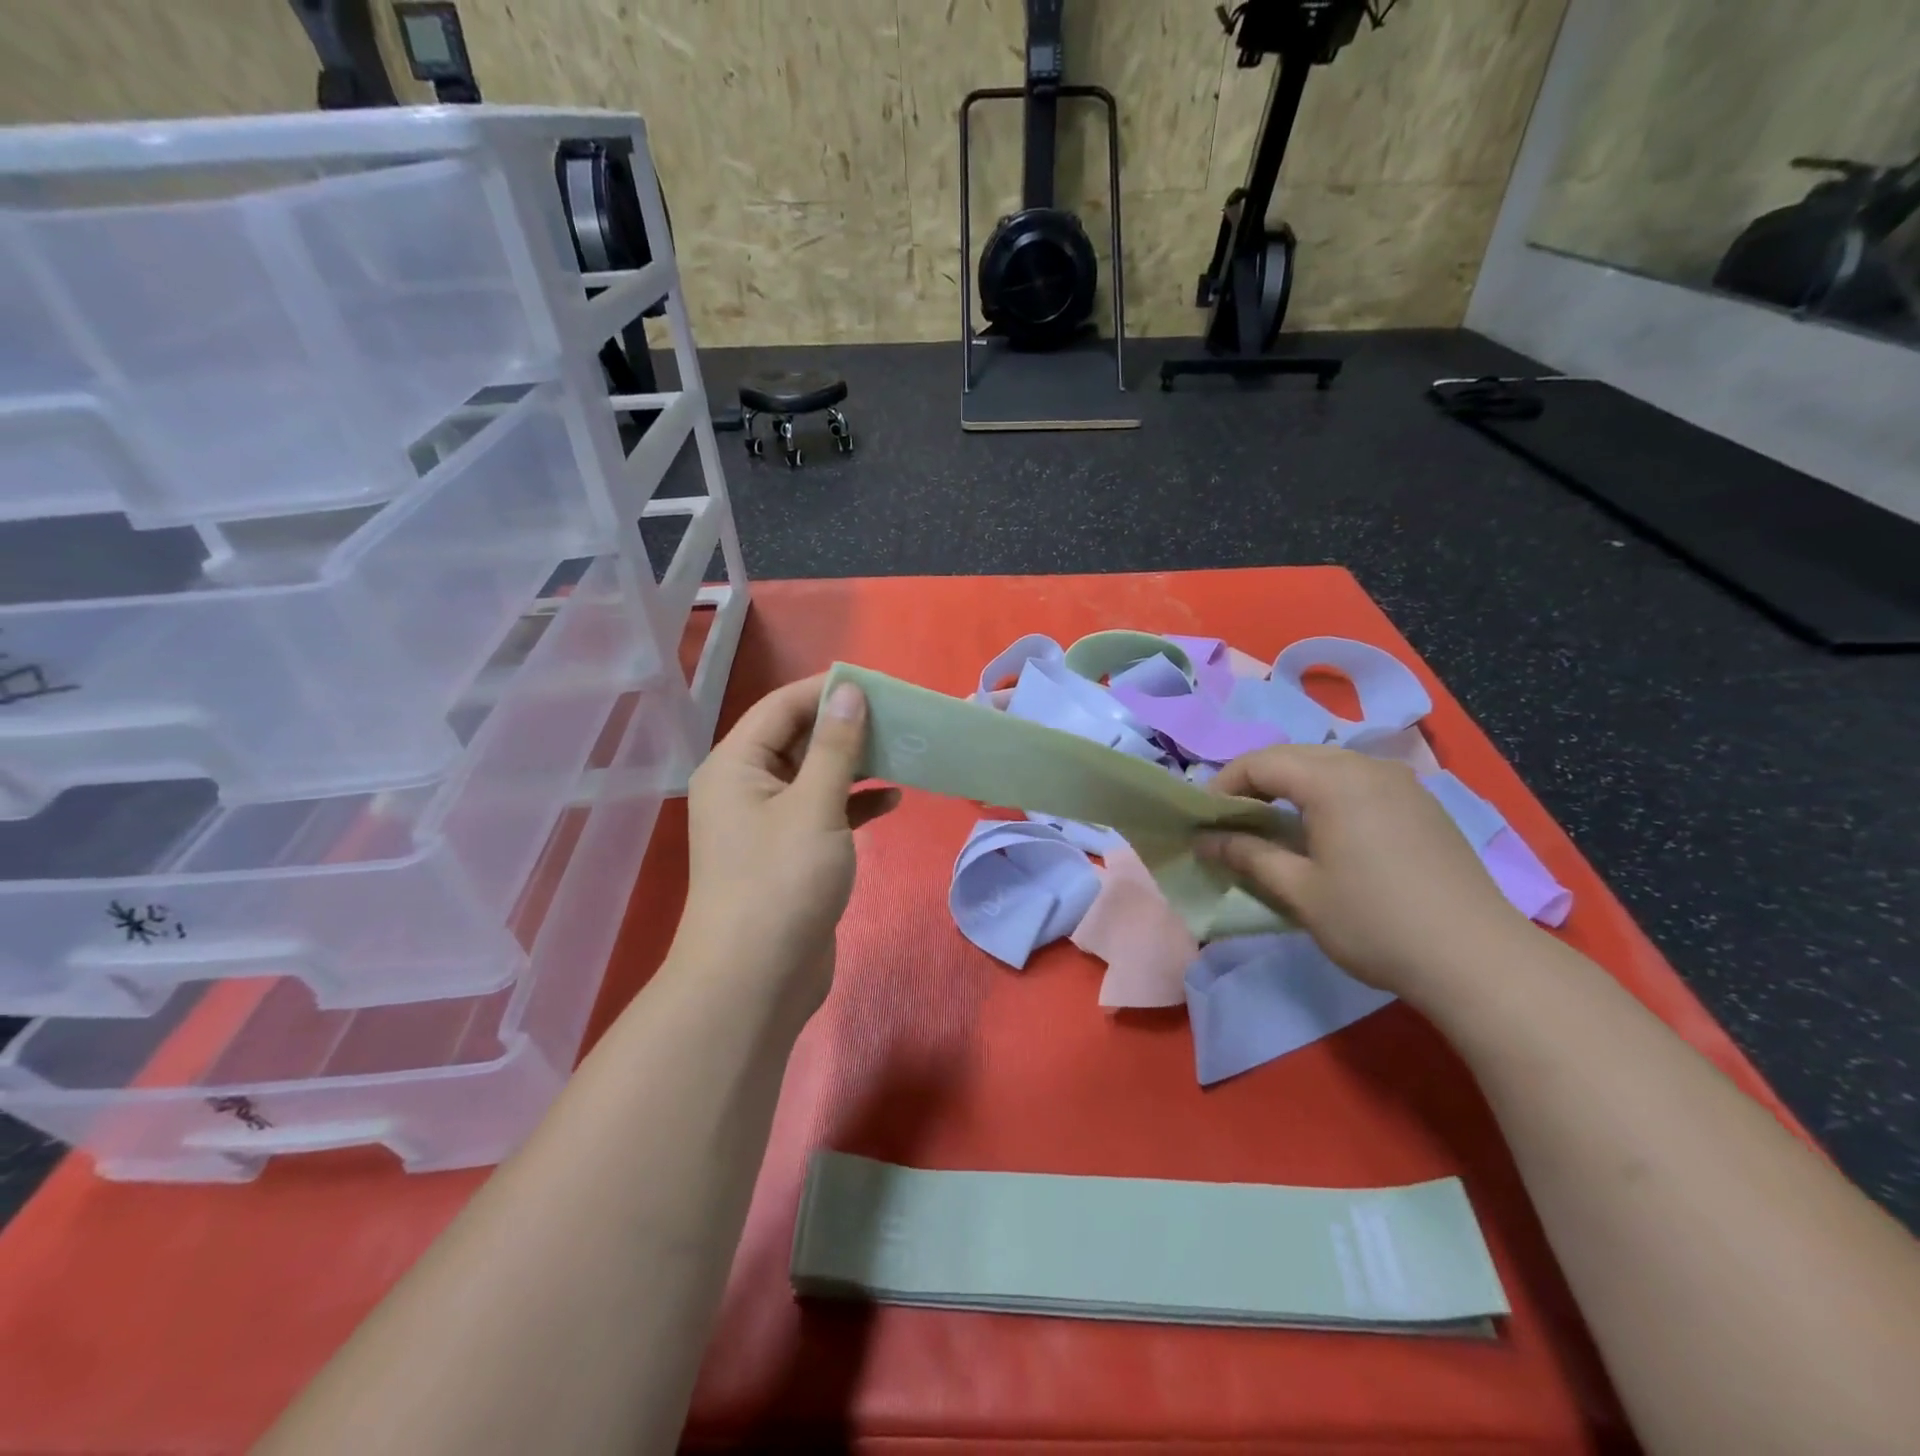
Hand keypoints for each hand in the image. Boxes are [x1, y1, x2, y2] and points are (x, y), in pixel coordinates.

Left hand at [676, 676, 899, 1013]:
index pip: (781, 708)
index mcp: (735, 765)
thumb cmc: (780, 883)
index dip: (826, 691)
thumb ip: (835, 747)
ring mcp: (767, 823)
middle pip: (798, 740)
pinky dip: (853, 804)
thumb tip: (849, 690)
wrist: (755, 982)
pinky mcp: (789, 853)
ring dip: (855, 766)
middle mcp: (745, 787)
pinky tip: (890, 801)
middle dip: (847, 729)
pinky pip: (823, 812)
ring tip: (902, 754)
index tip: (878, 684)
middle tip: (900, 719)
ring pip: (815, 777)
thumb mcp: (814, 806)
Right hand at [1197, 745, 1531, 1002]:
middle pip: (1294, 756)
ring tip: (1273, 825)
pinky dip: (1326, 795)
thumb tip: (1204, 840)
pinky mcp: (1422, 804)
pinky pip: (1359, 782)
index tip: (1204, 819)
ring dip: (1292, 787)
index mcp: (1333, 781)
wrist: (1477, 959)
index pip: (1261, 762)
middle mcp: (1367, 767)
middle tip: (1232, 821)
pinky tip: (1325, 832)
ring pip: (1328, 766)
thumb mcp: (1299, 891)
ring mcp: (1401, 783)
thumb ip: (1247, 855)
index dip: (1224, 785)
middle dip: (1255, 782)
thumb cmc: (1374, 923)